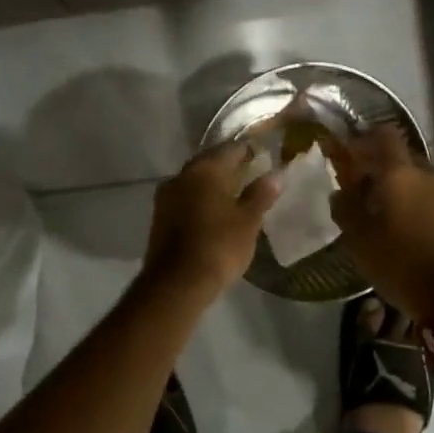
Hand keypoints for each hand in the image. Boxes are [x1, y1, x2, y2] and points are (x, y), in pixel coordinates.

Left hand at [142, 143, 279, 302]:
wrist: (176, 283)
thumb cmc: (218, 247)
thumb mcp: (247, 222)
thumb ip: (260, 195)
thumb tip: (274, 175)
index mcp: (205, 169)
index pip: (232, 149)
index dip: (249, 151)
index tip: (264, 156)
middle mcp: (182, 175)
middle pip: (210, 162)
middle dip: (230, 166)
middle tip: (251, 174)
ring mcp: (166, 195)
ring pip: (195, 181)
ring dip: (213, 184)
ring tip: (235, 194)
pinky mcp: (159, 216)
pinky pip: (185, 198)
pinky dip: (200, 200)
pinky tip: (214, 212)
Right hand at [327, 125, 433, 329]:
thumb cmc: (399, 264)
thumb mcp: (359, 240)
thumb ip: (345, 208)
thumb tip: (340, 192)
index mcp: (401, 174)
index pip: (384, 135)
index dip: (364, 139)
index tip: (348, 153)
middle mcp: (428, 175)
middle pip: (401, 156)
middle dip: (380, 165)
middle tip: (360, 186)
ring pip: (418, 178)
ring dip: (399, 186)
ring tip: (381, 211)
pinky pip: (431, 197)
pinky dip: (414, 202)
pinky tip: (403, 226)